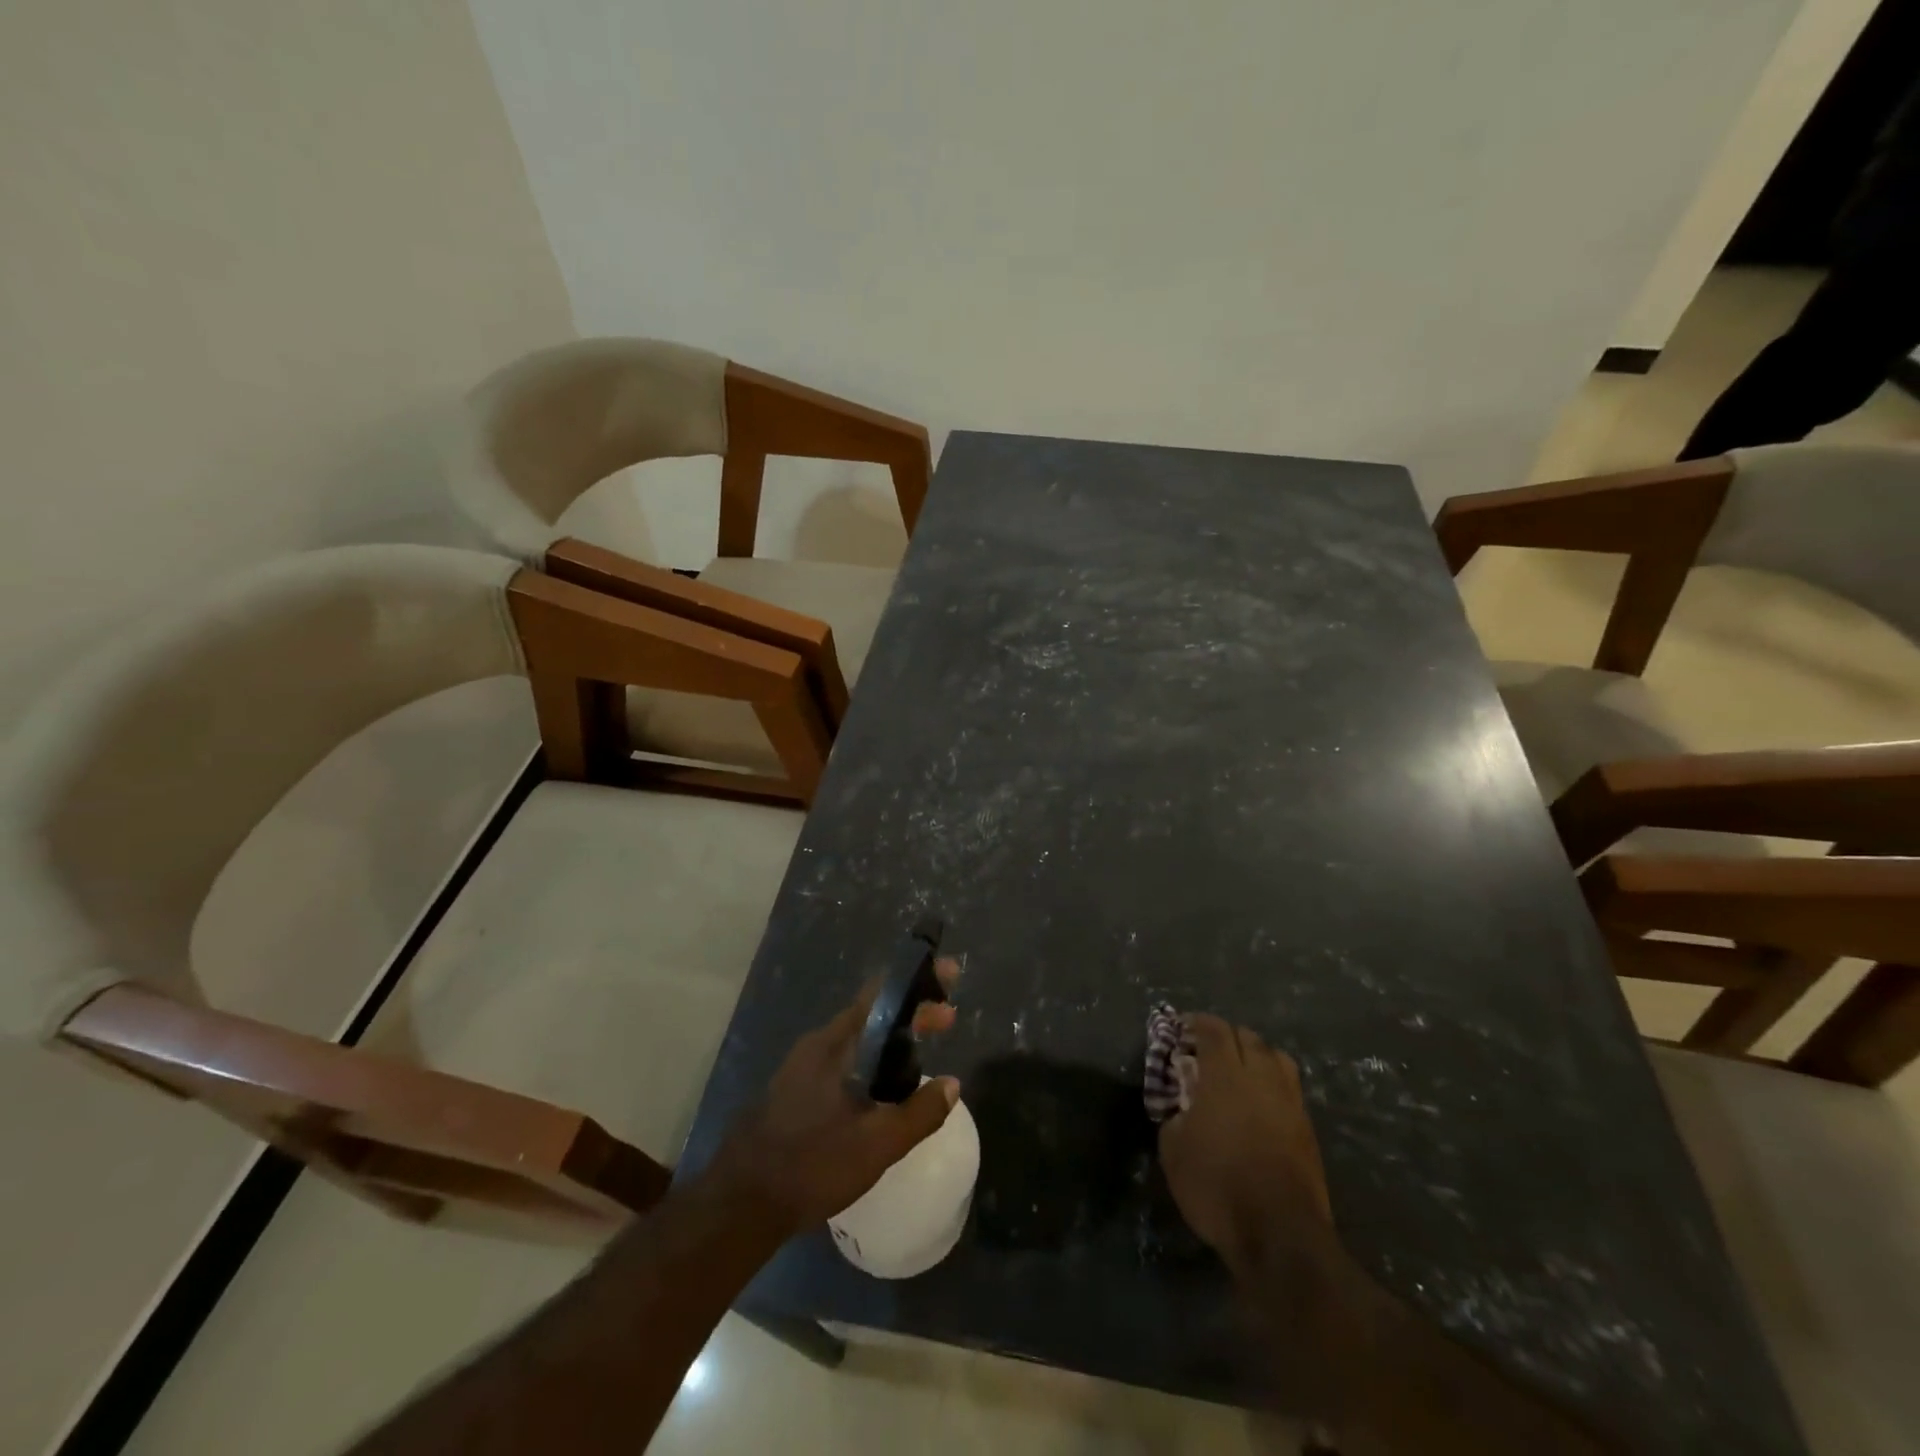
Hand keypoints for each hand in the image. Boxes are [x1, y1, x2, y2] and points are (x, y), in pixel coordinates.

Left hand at [708, 963, 960, 1234]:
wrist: (740, 1205)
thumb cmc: (810, 1165)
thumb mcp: (876, 1145)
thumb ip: (918, 1113)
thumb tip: (952, 1084)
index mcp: (835, 1044)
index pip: (881, 995)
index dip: (918, 983)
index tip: (948, 976)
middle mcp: (817, 1046)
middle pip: (872, 1015)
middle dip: (911, 1013)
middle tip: (947, 1019)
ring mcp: (802, 1069)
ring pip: (858, 1040)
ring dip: (892, 1038)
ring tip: (922, 1051)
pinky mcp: (795, 1092)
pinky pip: (844, 1061)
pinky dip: (873, 1059)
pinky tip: (884, 1087)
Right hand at [1158, 1014, 1335, 1276]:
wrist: (1280, 1236)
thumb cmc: (1217, 1187)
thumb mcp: (1173, 1150)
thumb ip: (1174, 1115)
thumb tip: (1181, 1106)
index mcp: (1225, 1075)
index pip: (1214, 1029)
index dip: (1196, 1022)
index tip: (1182, 1027)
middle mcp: (1262, 1078)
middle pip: (1248, 1037)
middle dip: (1226, 1036)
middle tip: (1207, 1049)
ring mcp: (1290, 1102)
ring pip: (1277, 1057)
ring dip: (1256, 1054)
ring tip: (1240, 1070)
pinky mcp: (1308, 1129)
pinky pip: (1290, 1087)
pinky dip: (1273, 1082)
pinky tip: (1260, 1102)